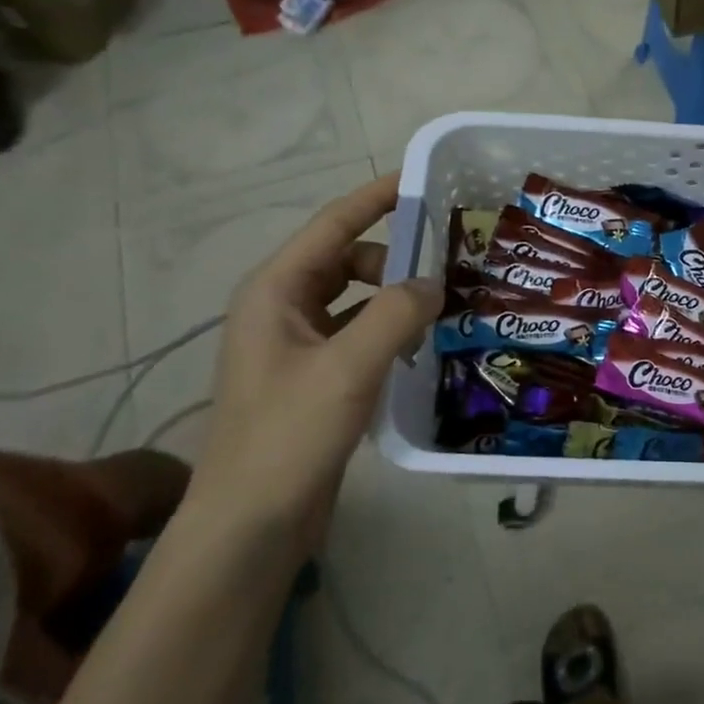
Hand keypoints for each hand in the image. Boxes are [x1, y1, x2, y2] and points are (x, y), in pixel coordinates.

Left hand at [191, 173, 441, 546]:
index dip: (377, 197)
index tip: (423, 179)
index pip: (333, 225)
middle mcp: (282, 309)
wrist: (251, 524)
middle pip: (348, 260)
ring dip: (396, 297)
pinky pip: (359, 335)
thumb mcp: (348, 367)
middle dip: (396, 257)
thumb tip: (435, 283)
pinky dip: (390, 331)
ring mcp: (298, 346)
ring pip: (357, 300)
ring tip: (448, 304)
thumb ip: (396, 314)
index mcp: (275, 291)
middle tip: (452, 263)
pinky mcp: (316, 379)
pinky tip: (426, 345)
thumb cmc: (288, 436)